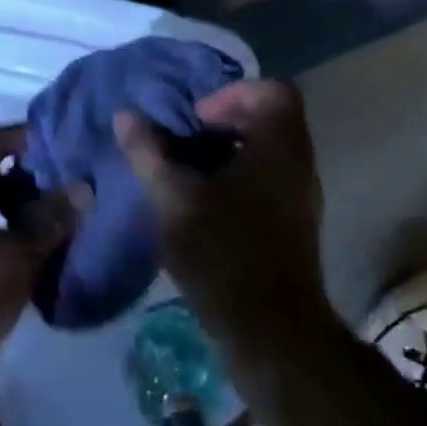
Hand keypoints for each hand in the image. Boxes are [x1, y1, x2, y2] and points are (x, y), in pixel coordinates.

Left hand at [0, 126, 87, 418]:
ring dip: (28, 217)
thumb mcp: (10, 262)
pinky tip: (45, 259)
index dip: (34, 139)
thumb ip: (49, 222)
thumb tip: (84, 187)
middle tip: (80, 189)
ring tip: (71, 225)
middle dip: (37, 183)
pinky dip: (13, 242)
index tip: (73, 145)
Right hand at [114, 79, 330, 360]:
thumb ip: (147, 152)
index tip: (198, 119)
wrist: (272, 334)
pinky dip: (239, 178)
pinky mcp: (295, 226)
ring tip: (189, 172)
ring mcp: (301, 197)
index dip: (233, 93)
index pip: (273, 91)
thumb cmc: (223, 254)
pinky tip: (204, 205)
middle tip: (188, 140)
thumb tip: (125, 115)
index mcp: (279, 147)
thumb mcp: (172, 198)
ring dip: (231, 151)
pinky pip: (270, 180)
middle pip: (272, 118)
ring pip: (270, 151)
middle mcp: (299, 165)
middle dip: (226, 121)